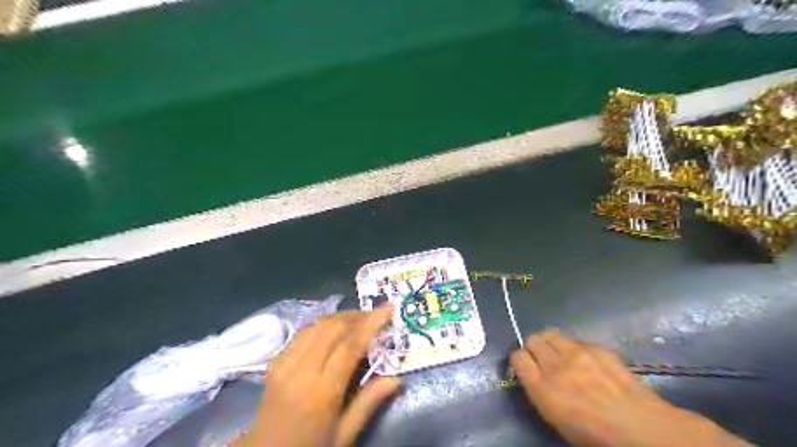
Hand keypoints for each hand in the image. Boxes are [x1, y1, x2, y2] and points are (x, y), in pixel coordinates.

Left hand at [235, 306, 401, 446]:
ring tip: (357, 319)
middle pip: (331, 328)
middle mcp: (300, 371)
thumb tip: (396, 379)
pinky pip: (301, 334)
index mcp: (321, 393)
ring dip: (339, 317)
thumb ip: (368, 403)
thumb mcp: (343, 435)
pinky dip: (321, 325)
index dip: (371, 324)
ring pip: (315, 326)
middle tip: (375, 315)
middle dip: (356, 315)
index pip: (350, 347)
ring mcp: (283, 364)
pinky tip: (332, 330)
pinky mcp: (274, 363)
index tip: (388, 308)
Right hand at [511, 329, 753, 446]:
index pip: (518, 358)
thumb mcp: (556, 419)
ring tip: (562, 356)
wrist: (641, 428)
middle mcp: (555, 365)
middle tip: (544, 360)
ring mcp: (576, 353)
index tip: (527, 367)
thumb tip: (535, 376)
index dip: (520, 361)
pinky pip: (576, 341)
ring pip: (551, 334)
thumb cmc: (595, 435)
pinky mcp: (596, 347)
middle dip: (534, 348)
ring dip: (552, 343)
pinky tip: (588, 362)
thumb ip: (540, 392)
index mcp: (542, 389)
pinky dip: (575, 348)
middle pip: (532, 340)